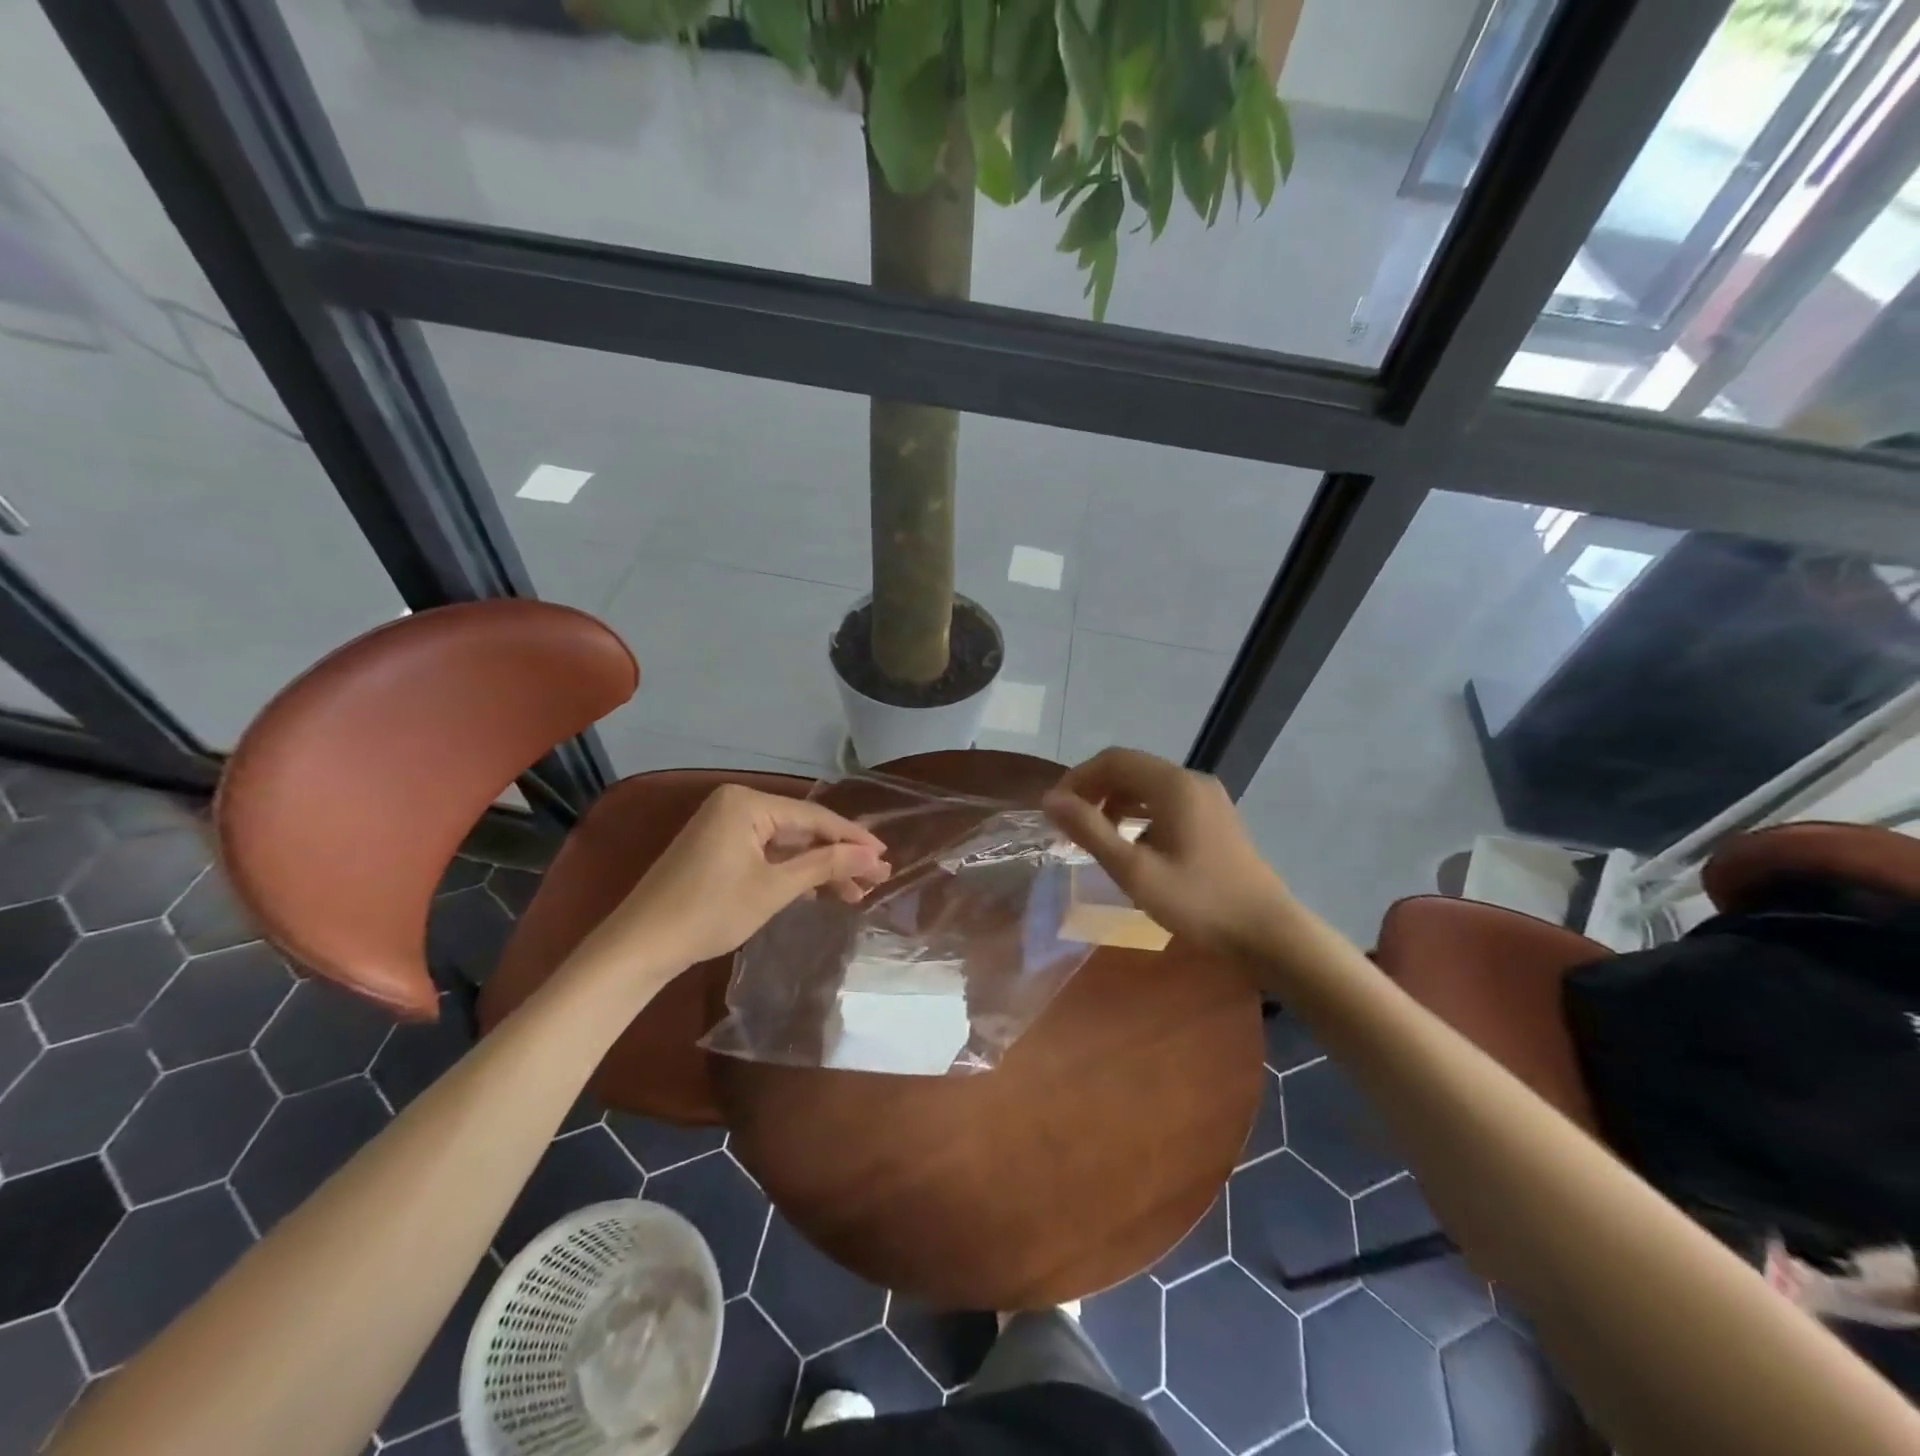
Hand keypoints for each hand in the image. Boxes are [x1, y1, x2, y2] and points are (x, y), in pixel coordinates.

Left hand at [594, 785, 890, 967]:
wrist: (640, 946)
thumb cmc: (710, 911)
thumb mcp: (775, 888)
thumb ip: (826, 865)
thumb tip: (873, 856)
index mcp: (747, 802)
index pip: (814, 816)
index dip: (853, 838)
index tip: (885, 856)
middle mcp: (737, 805)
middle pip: (801, 829)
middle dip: (839, 856)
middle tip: (877, 878)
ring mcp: (725, 827)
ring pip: (786, 844)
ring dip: (819, 868)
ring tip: (856, 892)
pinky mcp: (718, 849)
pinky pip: (767, 854)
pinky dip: (792, 872)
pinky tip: (820, 891)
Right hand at [1042, 747, 1287, 954]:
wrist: (1267, 934)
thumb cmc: (1197, 902)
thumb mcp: (1134, 871)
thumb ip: (1090, 830)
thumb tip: (1050, 799)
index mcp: (1173, 785)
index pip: (1113, 760)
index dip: (1077, 779)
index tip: (1055, 810)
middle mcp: (1191, 780)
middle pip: (1130, 768)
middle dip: (1094, 790)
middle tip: (1070, 825)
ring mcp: (1207, 797)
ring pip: (1148, 785)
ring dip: (1116, 802)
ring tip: (1095, 836)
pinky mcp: (1215, 816)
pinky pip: (1166, 801)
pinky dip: (1140, 813)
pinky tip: (1132, 844)